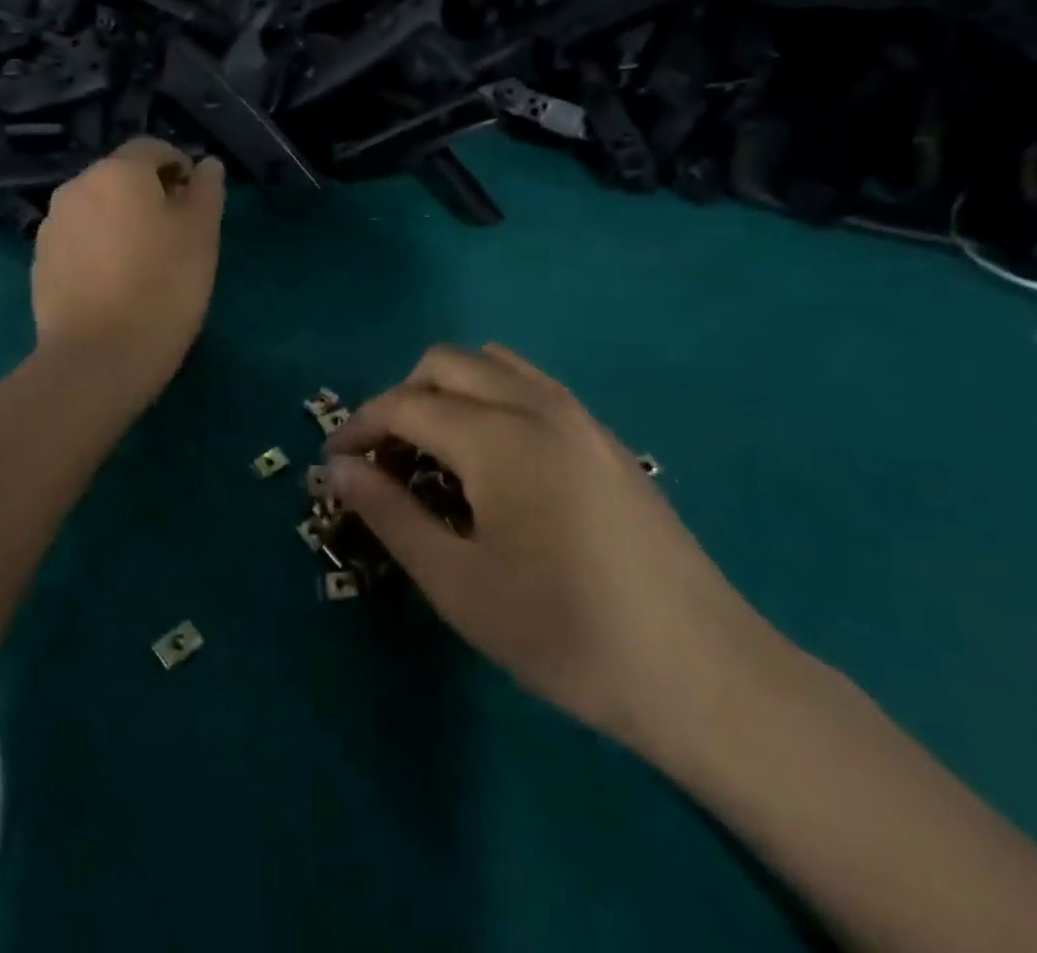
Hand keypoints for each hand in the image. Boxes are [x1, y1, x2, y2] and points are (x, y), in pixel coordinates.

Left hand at [32, 138, 225, 399]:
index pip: (153, 148)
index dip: (180, 167)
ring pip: (98, 209)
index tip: (197, 202)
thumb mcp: (201, 236)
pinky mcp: (40, 262)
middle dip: (150, 195)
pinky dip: (99, 248)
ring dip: (122, 221)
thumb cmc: (162, 289)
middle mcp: (76, 187)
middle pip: (121, 177)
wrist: (97, 360)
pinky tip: (115, 284)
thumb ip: (206, 191)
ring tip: (146, 263)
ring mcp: (52, 226)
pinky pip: (79, 240)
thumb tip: (206, 165)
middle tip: (177, 236)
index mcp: (117, 172)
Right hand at [327, 345, 788, 756]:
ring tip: (435, 452)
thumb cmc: (565, 632)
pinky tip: (492, 459)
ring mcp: (577, 415)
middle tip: (385, 460)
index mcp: (497, 436)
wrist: (702, 672)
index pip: (405, 405)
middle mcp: (536, 405)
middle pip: (445, 364)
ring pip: (490, 364)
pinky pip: (529, 385)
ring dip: (446, 392)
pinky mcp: (604, 436)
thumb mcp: (457, 583)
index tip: (334, 463)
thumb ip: (390, 514)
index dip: (359, 427)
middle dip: (400, 400)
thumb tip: (336, 469)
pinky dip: (489, 398)